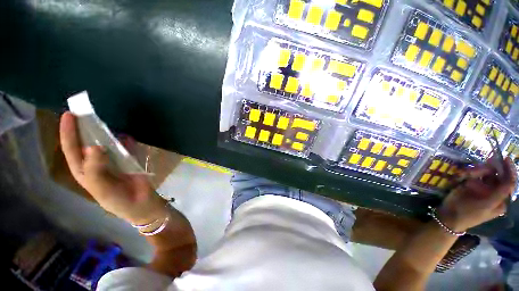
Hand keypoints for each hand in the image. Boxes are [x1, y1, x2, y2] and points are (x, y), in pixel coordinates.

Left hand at [60, 112, 167, 224]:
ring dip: (105, 132)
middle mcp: (97, 163)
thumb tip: (94, 147)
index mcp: (85, 171)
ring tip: (105, 121)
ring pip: (107, 143)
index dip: (69, 133)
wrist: (141, 204)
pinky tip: (127, 136)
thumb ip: (96, 169)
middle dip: (85, 128)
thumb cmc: (117, 200)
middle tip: (87, 112)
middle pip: (88, 142)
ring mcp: (114, 160)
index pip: (73, 149)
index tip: (69, 115)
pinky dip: (126, 141)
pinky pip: (127, 147)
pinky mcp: (130, 160)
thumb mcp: (102, 189)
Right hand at [437, 157, 517, 231]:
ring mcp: (482, 188)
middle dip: (486, 170)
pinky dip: (468, 173)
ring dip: (475, 171)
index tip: (505, 158)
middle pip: (495, 175)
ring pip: (484, 173)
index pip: (509, 182)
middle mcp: (493, 192)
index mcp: (500, 199)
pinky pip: (473, 175)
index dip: (509, 170)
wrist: (448, 216)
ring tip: (464, 173)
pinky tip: (461, 174)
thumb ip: (499, 194)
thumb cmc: (468, 213)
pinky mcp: (471, 185)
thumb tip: (511, 180)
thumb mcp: (485, 205)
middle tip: (474, 169)